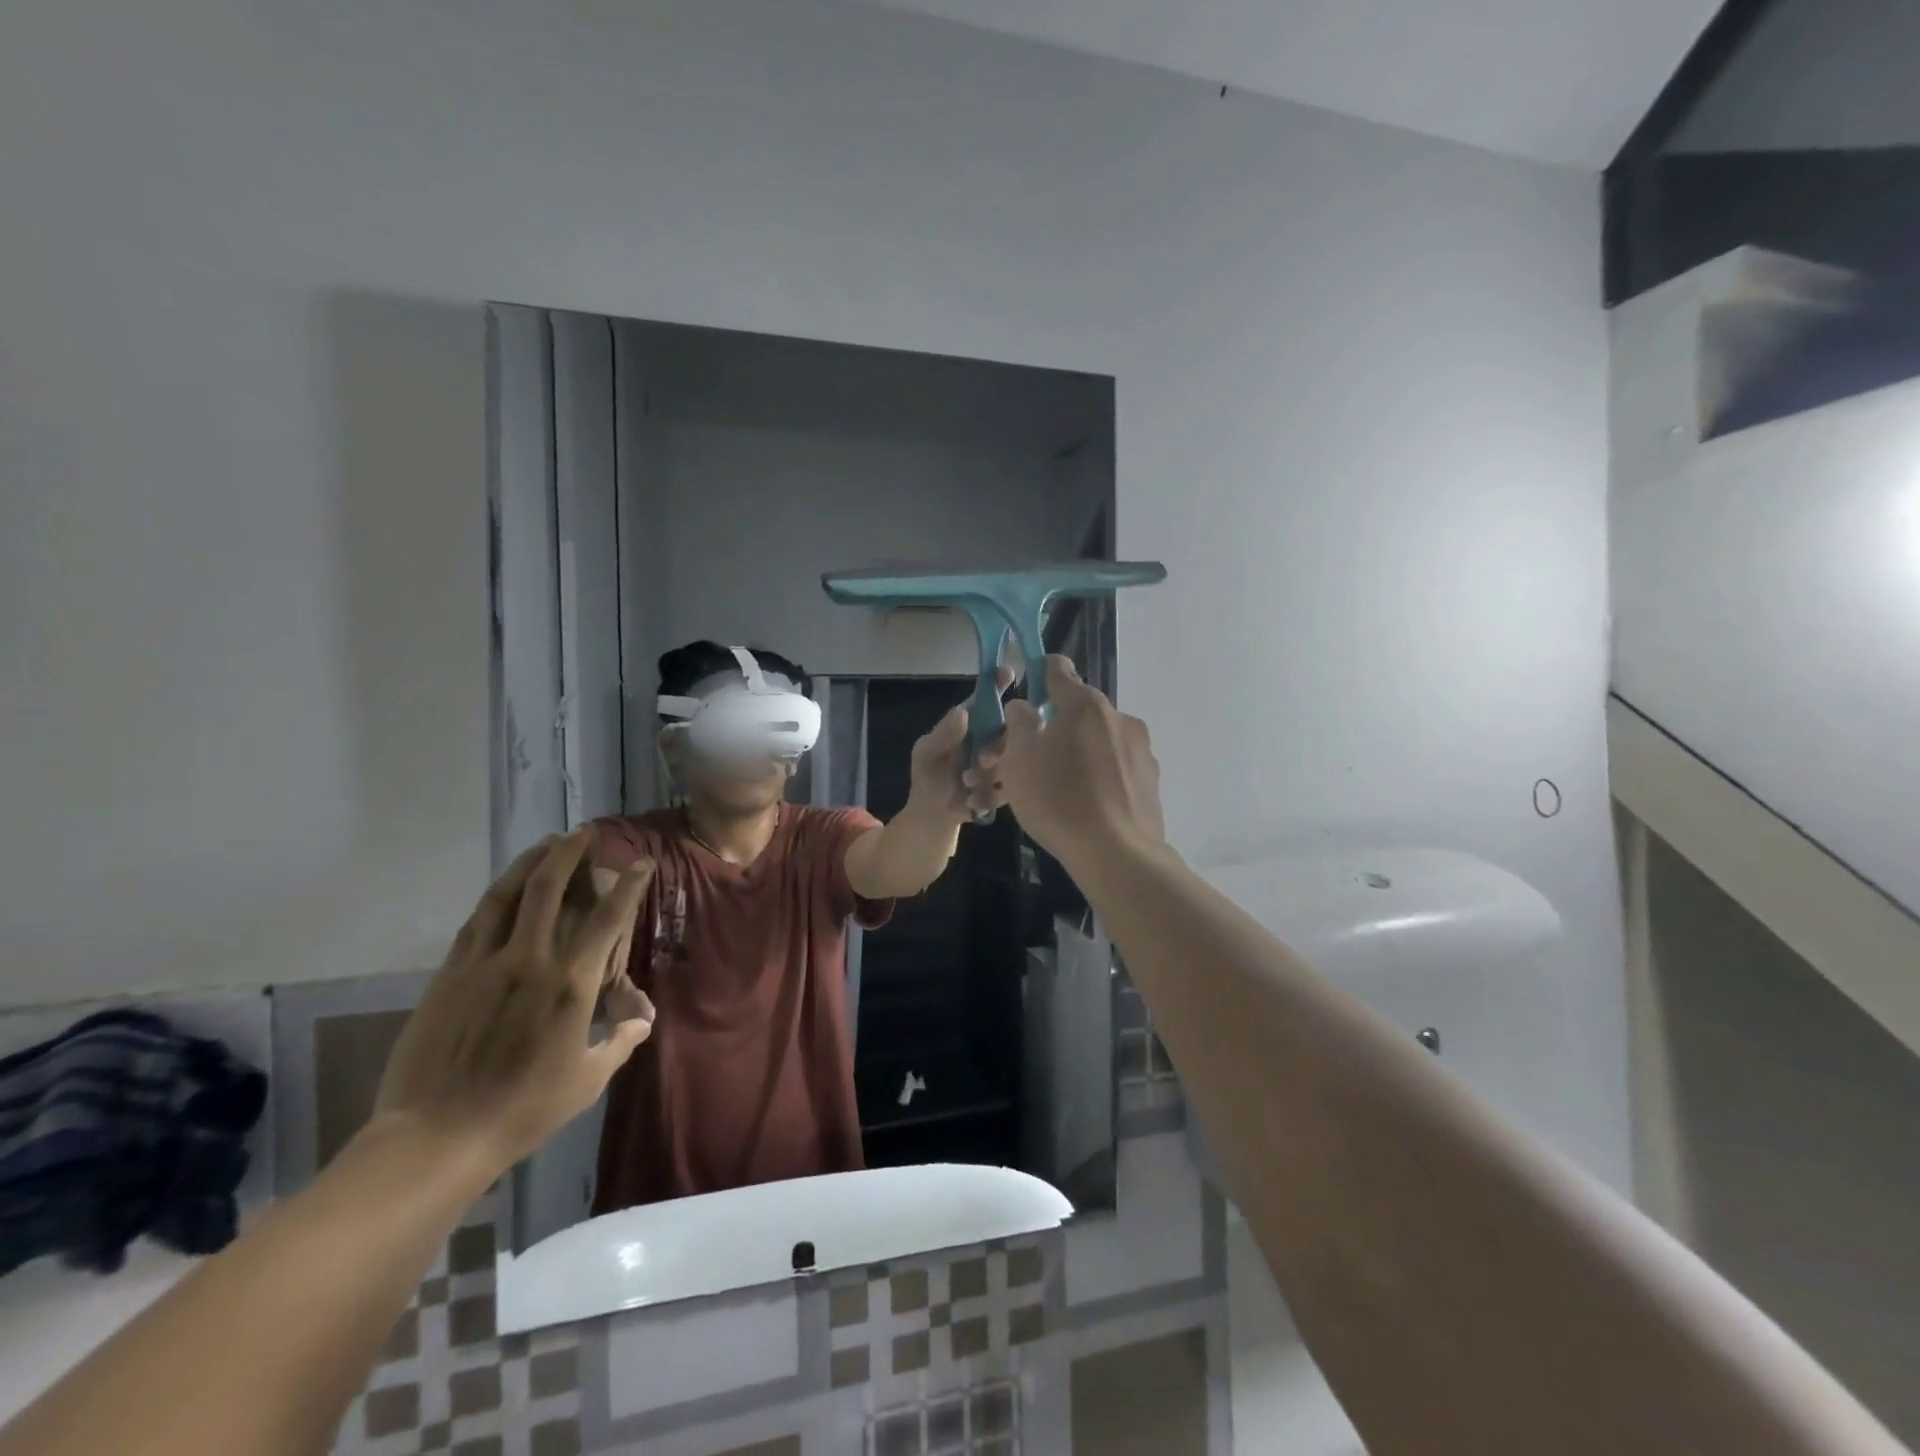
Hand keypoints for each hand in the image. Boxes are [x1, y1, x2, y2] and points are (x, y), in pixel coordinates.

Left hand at [373, 827, 656, 1171]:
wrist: (436, 1136)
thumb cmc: (523, 1110)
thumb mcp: (586, 1081)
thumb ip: (619, 1042)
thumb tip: (642, 1019)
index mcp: (570, 985)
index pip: (607, 919)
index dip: (627, 886)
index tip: (640, 863)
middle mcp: (530, 960)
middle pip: (549, 889)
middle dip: (570, 853)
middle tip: (583, 832)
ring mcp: (484, 964)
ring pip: (507, 895)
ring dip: (530, 863)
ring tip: (546, 843)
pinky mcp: (450, 975)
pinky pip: (477, 921)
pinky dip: (496, 895)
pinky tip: (505, 887)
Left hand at [908, 665, 1016, 821]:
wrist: (933, 815)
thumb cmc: (927, 777)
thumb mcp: (926, 754)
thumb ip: (942, 735)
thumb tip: (963, 713)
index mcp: (971, 723)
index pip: (986, 698)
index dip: (997, 684)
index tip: (1008, 673)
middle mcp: (990, 738)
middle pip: (1010, 728)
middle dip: (998, 745)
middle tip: (982, 760)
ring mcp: (1002, 761)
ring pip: (1015, 757)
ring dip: (991, 773)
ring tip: (967, 784)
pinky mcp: (1008, 785)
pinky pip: (1013, 785)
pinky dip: (991, 793)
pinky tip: (972, 800)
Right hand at [997, 655, 1164, 861]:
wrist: (1117, 853)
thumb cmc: (1058, 799)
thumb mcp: (1019, 761)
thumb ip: (1019, 725)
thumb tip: (1024, 707)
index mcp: (1085, 705)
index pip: (1059, 671)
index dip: (1040, 673)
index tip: (1030, 685)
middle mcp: (1119, 717)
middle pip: (1081, 711)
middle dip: (1058, 726)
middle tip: (1034, 755)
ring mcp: (1141, 750)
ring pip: (1101, 741)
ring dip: (1081, 752)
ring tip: (1061, 787)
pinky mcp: (1152, 781)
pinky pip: (1117, 768)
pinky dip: (1101, 776)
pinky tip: (1087, 804)